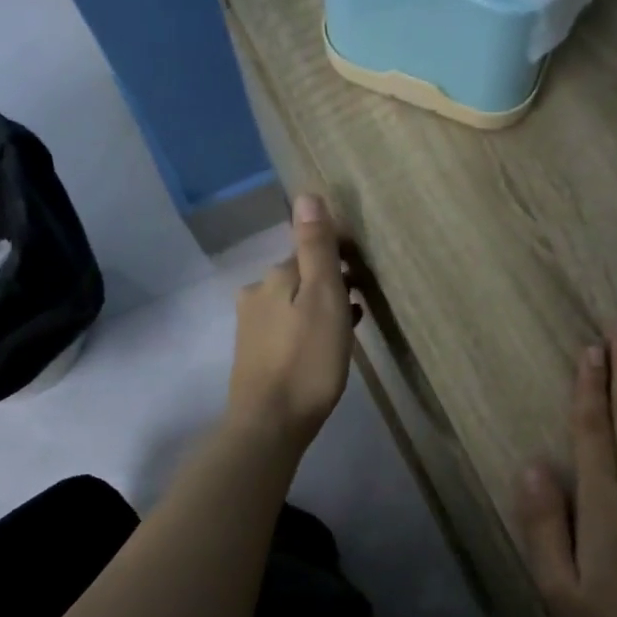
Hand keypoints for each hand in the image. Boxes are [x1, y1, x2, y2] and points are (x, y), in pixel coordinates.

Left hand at [227, 195, 357, 449]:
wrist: (270, 423)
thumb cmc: (306, 360)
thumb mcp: (322, 298)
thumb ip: (315, 248)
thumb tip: (306, 194)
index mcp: (274, 277)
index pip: (309, 251)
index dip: (338, 258)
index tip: (364, 272)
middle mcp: (256, 295)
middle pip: (300, 278)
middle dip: (329, 283)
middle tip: (362, 299)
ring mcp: (252, 328)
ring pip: (294, 305)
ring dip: (320, 307)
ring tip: (352, 323)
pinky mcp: (256, 357)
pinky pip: (289, 329)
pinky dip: (309, 329)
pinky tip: (326, 345)